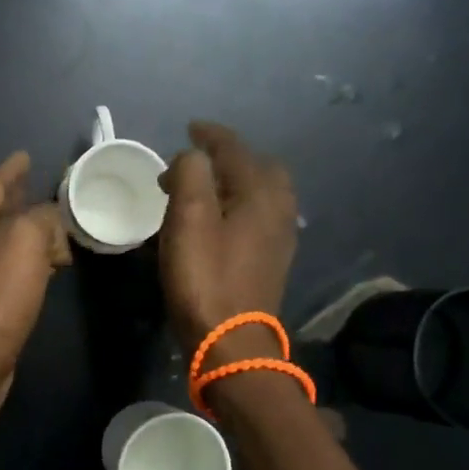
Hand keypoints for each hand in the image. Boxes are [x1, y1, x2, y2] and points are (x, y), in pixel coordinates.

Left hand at [0, 151, 70, 411]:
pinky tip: (41, 269)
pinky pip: (2, 271)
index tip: (26, 156)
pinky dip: (23, 263)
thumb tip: (49, 220)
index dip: (11, 171)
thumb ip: (41, 217)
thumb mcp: (25, 240)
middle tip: (40, 189)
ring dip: (23, 235)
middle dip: (16, 201)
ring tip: (51, 229)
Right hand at [158, 122, 298, 356]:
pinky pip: (258, 217)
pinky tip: (218, 221)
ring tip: (202, 190)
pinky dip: (237, 206)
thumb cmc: (206, 277)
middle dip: (229, 157)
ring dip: (233, 182)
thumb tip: (190, 158)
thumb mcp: (189, 218)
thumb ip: (190, 174)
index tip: (189, 128)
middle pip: (259, 167)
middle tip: (196, 161)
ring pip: (261, 193)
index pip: (235, 149)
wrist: (231, 342)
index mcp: (261, 193)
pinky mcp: (271, 261)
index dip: (210, 135)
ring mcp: (279, 237)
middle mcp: (279, 209)